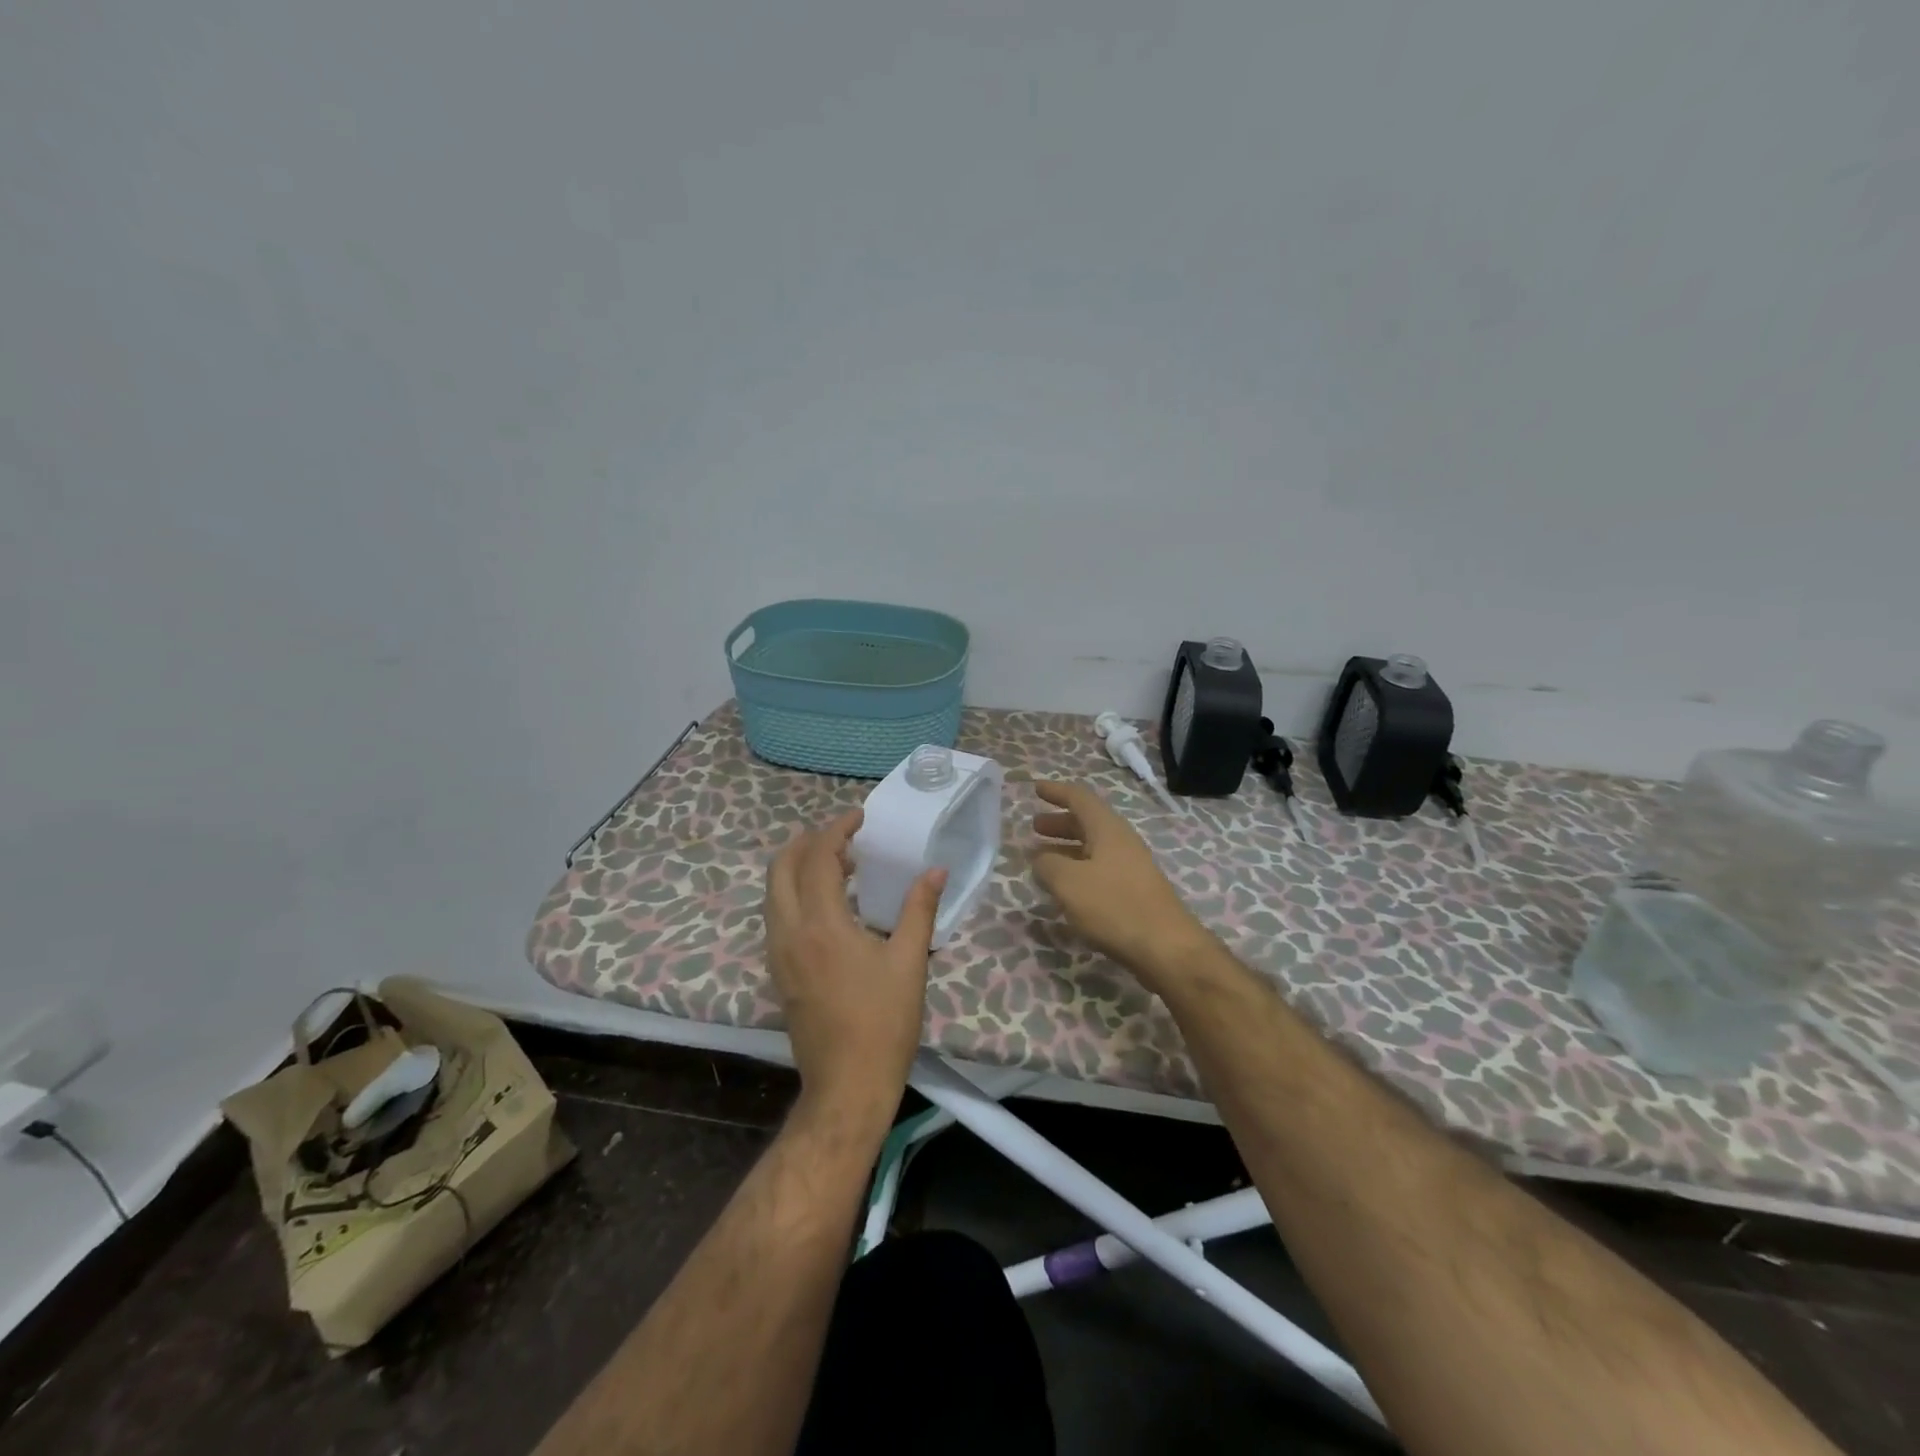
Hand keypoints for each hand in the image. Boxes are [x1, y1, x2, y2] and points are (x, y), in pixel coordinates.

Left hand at [764, 809, 946, 1122]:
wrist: (846, 1085)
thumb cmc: (883, 1023)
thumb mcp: (909, 962)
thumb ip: (919, 910)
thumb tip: (935, 871)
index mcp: (821, 926)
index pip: (817, 859)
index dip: (836, 831)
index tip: (859, 818)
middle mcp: (789, 933)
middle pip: (781, 869)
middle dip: (806, 842)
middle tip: (842, 836)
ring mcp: (778, 954)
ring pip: (773, 894)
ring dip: (798, 868)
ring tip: (838, 865)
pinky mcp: (778, 972)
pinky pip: (776, 917)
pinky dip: (794, 894)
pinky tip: (827, 904)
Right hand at [1031, 781, 1207, 985]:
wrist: (1166, 948)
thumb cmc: (1114, 906)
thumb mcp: (1068, 883)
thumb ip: (1047, 865)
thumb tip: (1039, 858)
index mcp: (1108, 829)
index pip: (1080, 798)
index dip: (1056, 791)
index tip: (1036, 789)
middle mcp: (1122, 842)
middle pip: (1087, 822)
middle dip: (1059, 823)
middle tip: (1034, 827)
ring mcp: (1131, 867)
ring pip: (1093, 848)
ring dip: (1066, 848)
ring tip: (1042, 859)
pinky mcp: (1134, 892)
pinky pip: (1100, 870)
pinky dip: (1078, 870)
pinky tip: (1065, 889)